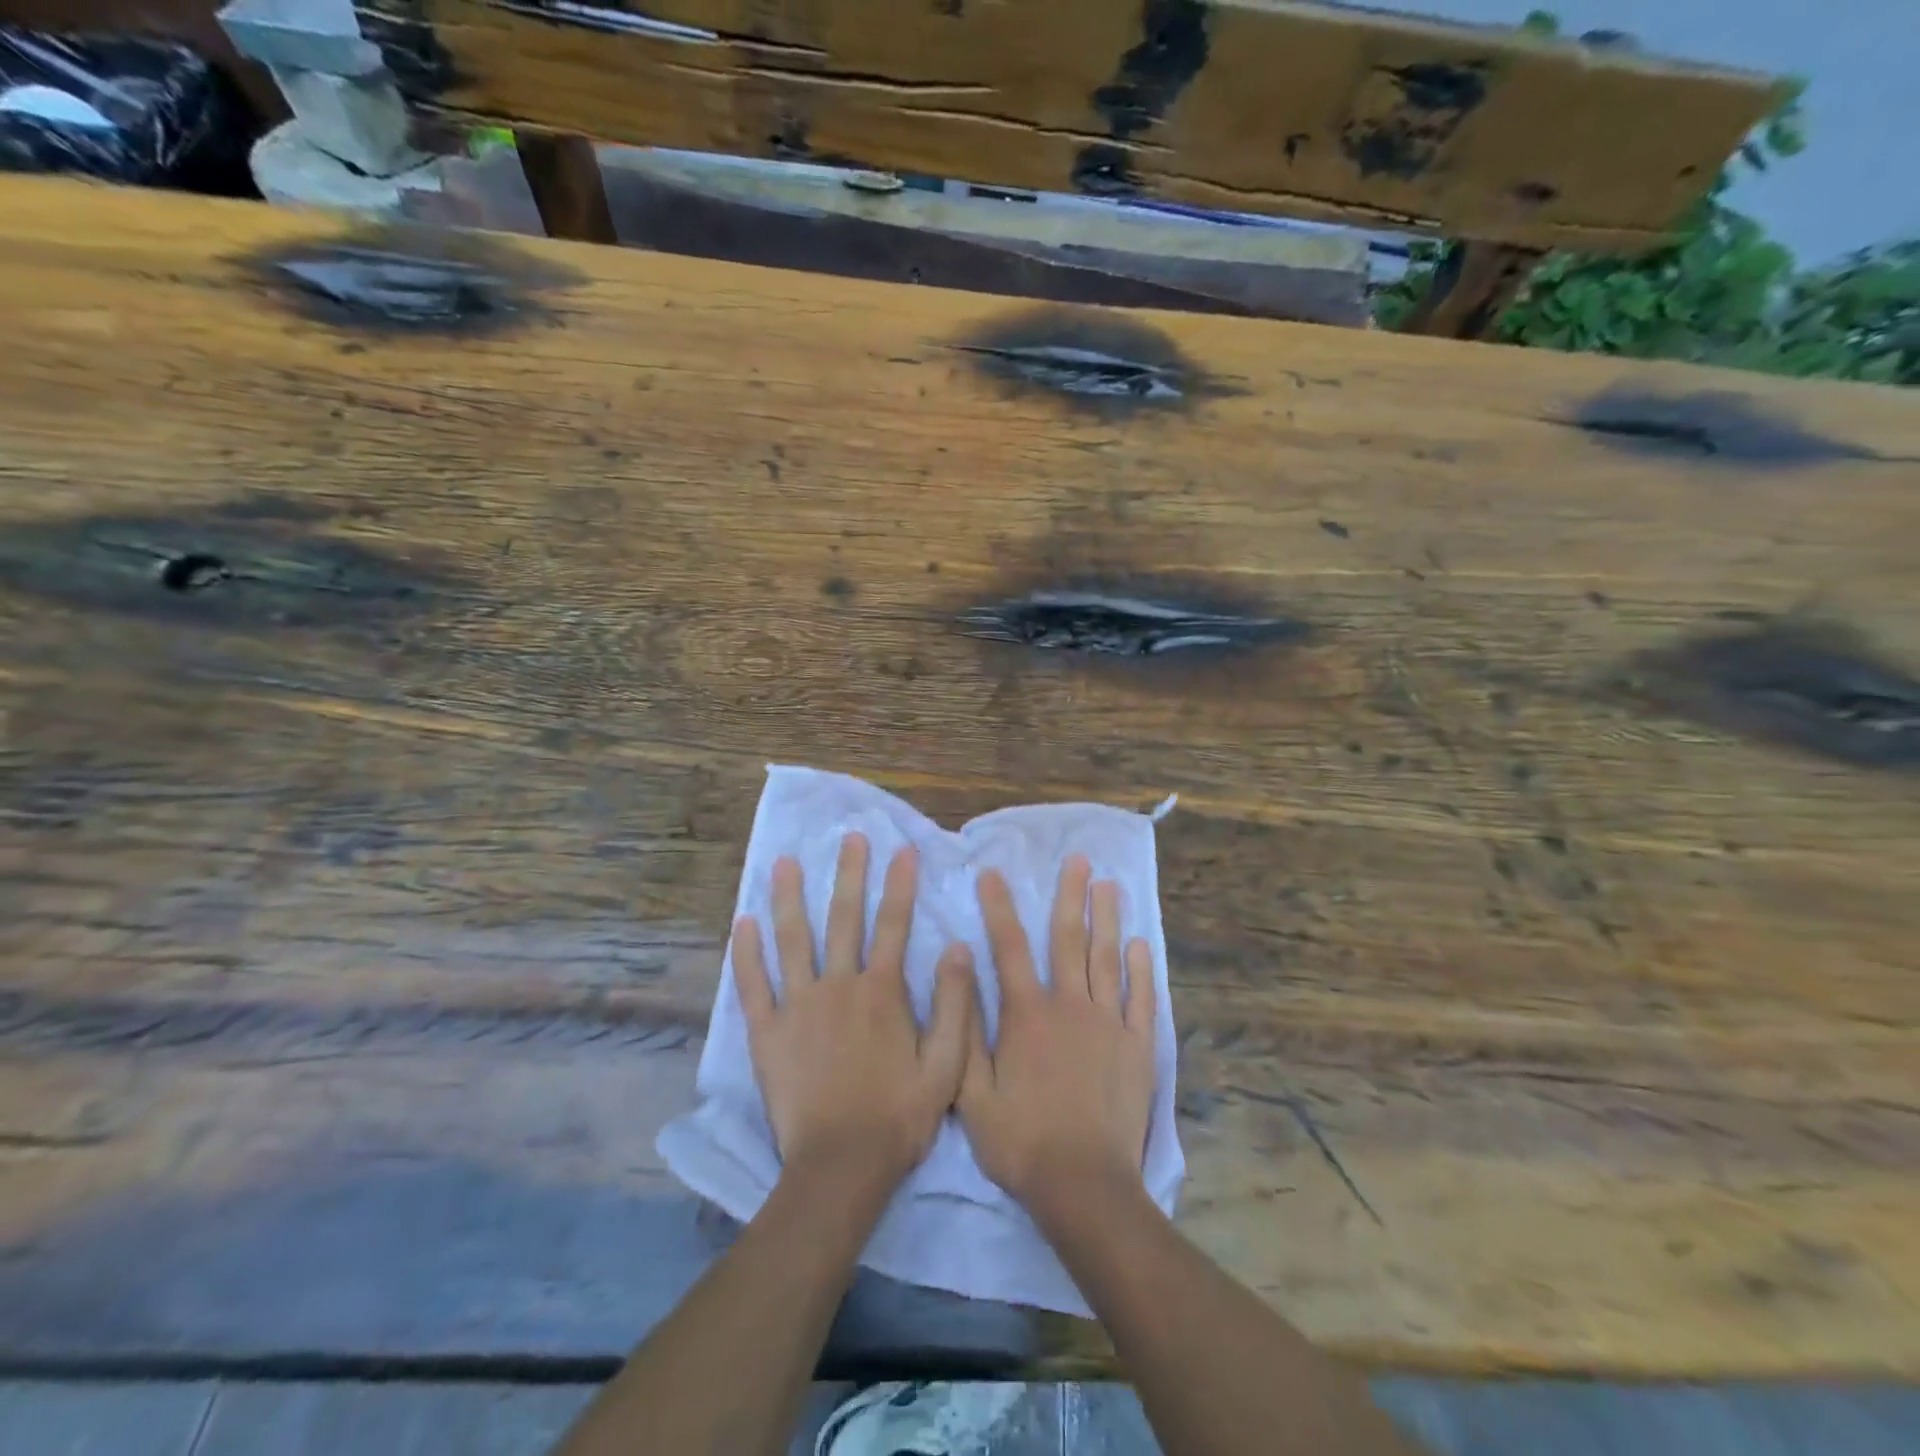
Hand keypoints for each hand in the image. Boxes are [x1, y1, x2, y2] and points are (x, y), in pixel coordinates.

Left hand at [733, 833, 973, 1189]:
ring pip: (792, 940)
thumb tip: (958, 948)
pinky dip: (746, 953)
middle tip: (849, 837)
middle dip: (849, 874)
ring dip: (789, 898)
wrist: (841, 1166)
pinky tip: (742, 922)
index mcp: (882, 992)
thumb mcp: (947, 1065)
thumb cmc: (898, 1116)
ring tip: (784, 862)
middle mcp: (839, 986)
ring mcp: (798, 1006)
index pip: (895, 925)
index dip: (900, 885)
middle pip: (844, 919)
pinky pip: (753, 985)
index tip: (903, 849)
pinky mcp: (767, 1032)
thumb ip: (955, 1005)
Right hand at [957, 855, 1157, 1219]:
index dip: (998, 908)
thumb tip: (959, 968)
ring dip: (1107, 918)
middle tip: (1078, 860)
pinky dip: (1142, 968)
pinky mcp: (1138, 1046)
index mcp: (1027, 1014)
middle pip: (1068, 939)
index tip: (993, 873)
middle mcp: (1069, 1005)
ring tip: (1109, 884)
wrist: (1084, 1185)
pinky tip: (1141, 943)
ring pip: (1107, 958)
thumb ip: (965, 1027)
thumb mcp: (973, 1092)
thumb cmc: (1021, 1140)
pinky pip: (1142, 997)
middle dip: (1070, 895)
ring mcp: (1108, 1023)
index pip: (1008, 948)